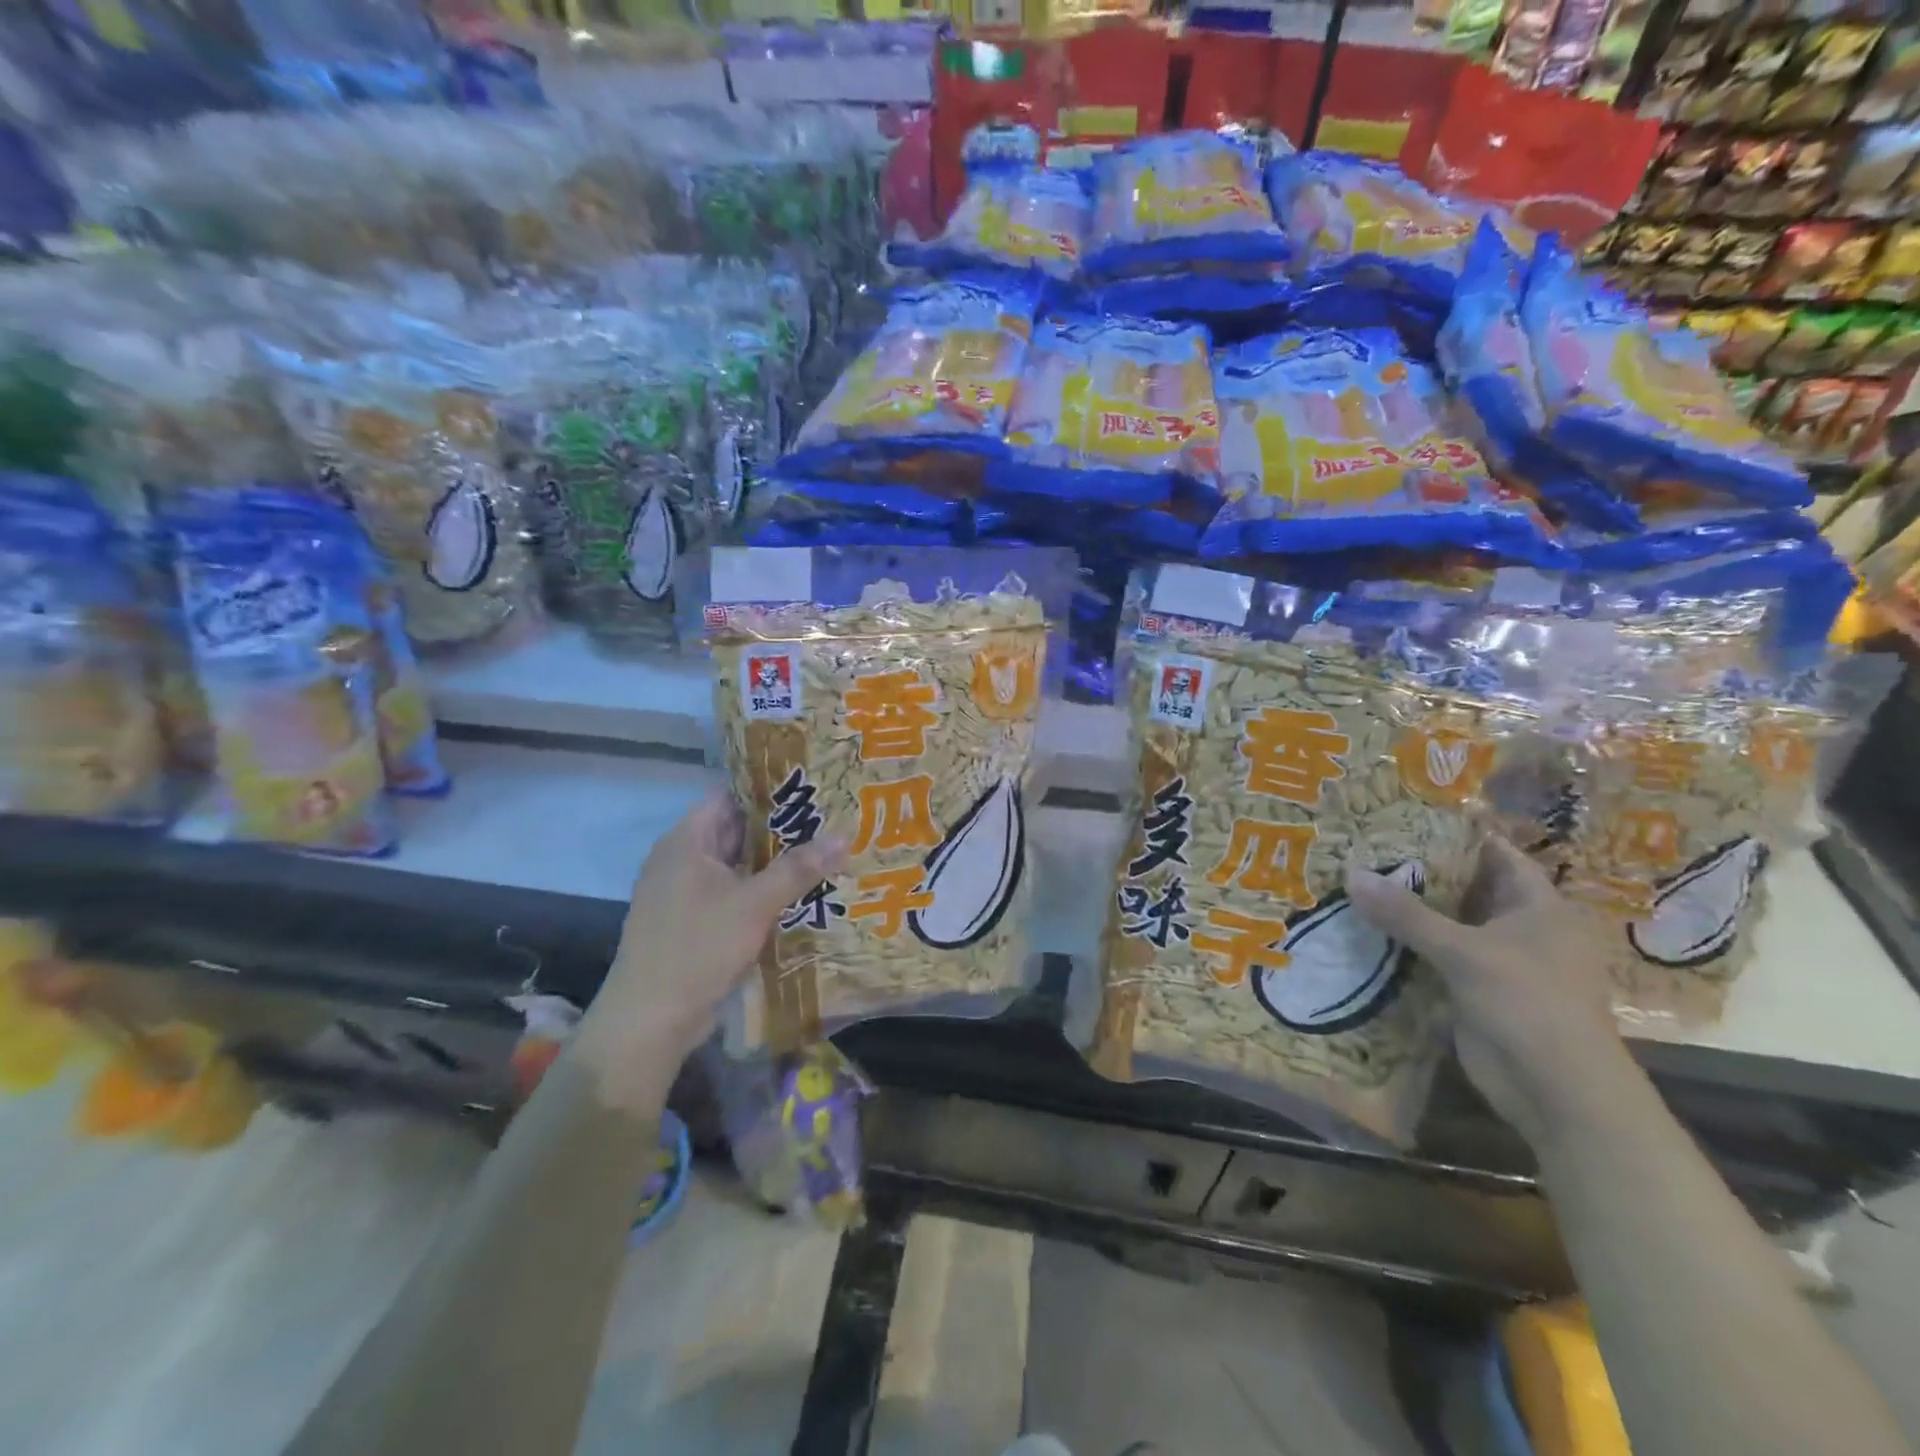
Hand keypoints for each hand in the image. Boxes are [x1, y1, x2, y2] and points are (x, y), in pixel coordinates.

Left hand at [575, 790, 844, 1110]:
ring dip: (774, 862)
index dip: (768, 788)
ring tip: (824, 852)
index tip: (811, 787)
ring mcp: (685, 892)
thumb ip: (798, 868)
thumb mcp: (754, 904)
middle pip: (736, 830)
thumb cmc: (697, 948)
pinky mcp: (693, 921)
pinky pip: (733, 893)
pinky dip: (761, 890)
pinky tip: (799, 894)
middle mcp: (682, 859)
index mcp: (686, 841)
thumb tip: (844, 836)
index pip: (730, 795)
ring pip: (737, 865)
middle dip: (781, 827)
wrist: (650, 1020)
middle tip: (830, 819)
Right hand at [1346, 836, 1633, 1146]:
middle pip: (1468, 886)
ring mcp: (1499, 960)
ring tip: (1356, 879)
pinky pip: (1438, 954)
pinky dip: (1409, 942)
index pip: (1495, 854)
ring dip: (1411, 908)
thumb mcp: (1464, 952)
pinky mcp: (1477, 988)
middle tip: (1366, 846)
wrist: (1557, 1090)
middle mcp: (1522, 927)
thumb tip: (1350, 873)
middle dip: (1422, 870)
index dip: (1455, 834)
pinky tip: (1367, 928)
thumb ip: (1406, 914)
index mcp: (1539, 906)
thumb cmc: (1528, 1004)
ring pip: (1449, 922)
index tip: (1405, 815)